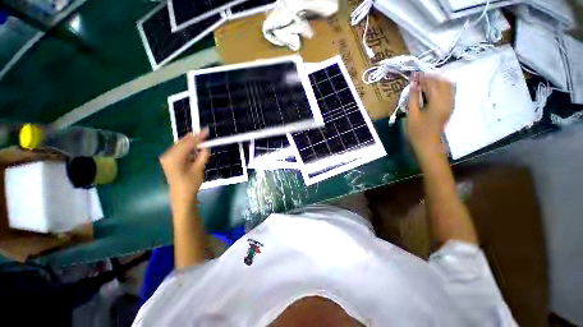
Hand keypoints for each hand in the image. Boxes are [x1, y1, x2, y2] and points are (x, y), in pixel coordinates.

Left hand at [160, 130, 208, 206]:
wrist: (181, 196)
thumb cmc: (190, 184)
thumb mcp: (199, 169)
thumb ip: (202, 155)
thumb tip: (206, 146)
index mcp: (174, 157)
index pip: (188, 143)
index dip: (198, 136)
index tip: (207, 130)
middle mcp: (168, 155)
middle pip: (182, 142)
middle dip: (194, 137)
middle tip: (205, 132)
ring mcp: (166, 158)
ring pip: (180, 145)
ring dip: (191, 142)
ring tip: (201, 137)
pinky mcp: (168, 160)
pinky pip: (179, 150)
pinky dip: (187, 147)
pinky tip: (194, 146)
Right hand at [406, 73, 453, 163]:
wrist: (428, 144)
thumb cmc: (417, 131)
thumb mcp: (412, 114)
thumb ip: (413, 98)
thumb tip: (413, 84)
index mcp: (438, 102)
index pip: (432, 83)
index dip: (423, 78)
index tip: (413, 75)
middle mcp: (448, 100)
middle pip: (442, 82)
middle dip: (430, 77)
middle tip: (418, 78)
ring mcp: (451, 103)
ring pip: (448, 85)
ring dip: (437, 81)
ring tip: (424, 82)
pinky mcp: (450, 107)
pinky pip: (449, 91)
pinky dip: (441, 87)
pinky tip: (432, 89)